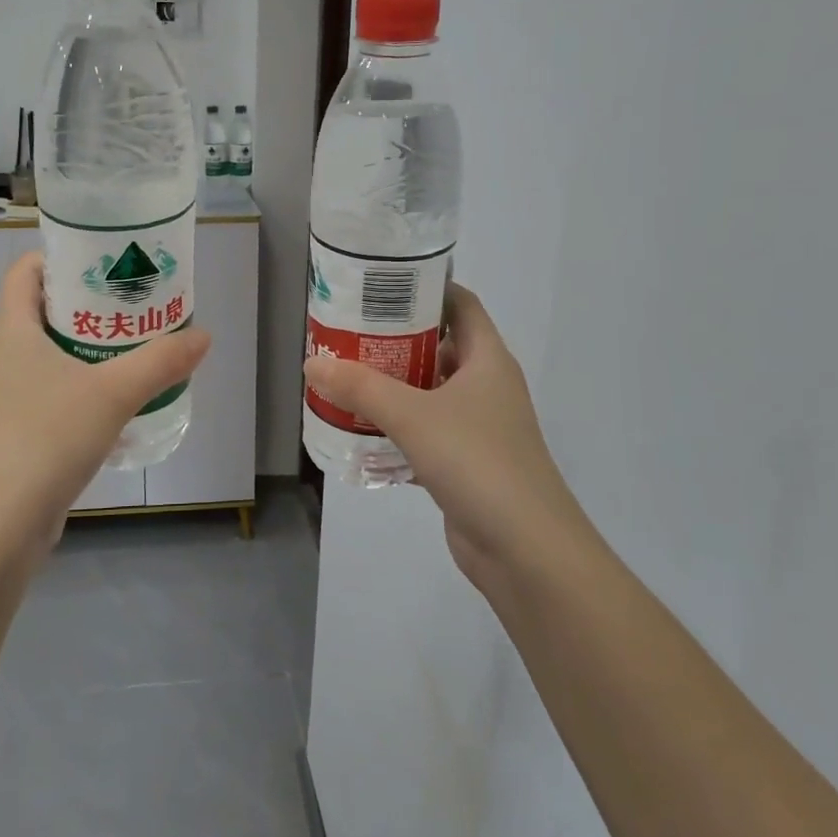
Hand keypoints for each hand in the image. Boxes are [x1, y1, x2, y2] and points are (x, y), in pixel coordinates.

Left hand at [0, 252, 210, 566]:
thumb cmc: (46, 436)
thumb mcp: (113, 392)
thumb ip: (161, 361)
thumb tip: (203, 337)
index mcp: (11, 330)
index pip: (25, 271)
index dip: (60, 258)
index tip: (104, 262)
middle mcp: (0, 358)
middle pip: (43, 314)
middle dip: (89, 309)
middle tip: (136, 308)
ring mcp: (2, 400)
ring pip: (49, 360)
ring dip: (88, 354)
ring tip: (136, 355)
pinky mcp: (12, 437)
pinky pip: (50, 399)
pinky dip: (82, 394)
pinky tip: (117, 410)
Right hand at [303, 283, 589, 596]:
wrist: (526, 550)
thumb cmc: (477, 462)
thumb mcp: (412, 416)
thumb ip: (360, 388)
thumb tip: (312, 363)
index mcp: (487, 360)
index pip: (460, 304)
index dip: (425, 288)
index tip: (380, 286)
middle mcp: (486, 386)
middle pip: (438, 347)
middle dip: (395, 340)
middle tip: (347, 334)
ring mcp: (478, 427)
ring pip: (429, 393)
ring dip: (392, 387)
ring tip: (344, 378)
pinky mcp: (466, 464)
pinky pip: (425, 433)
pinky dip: (396, 430)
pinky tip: (359, 432)